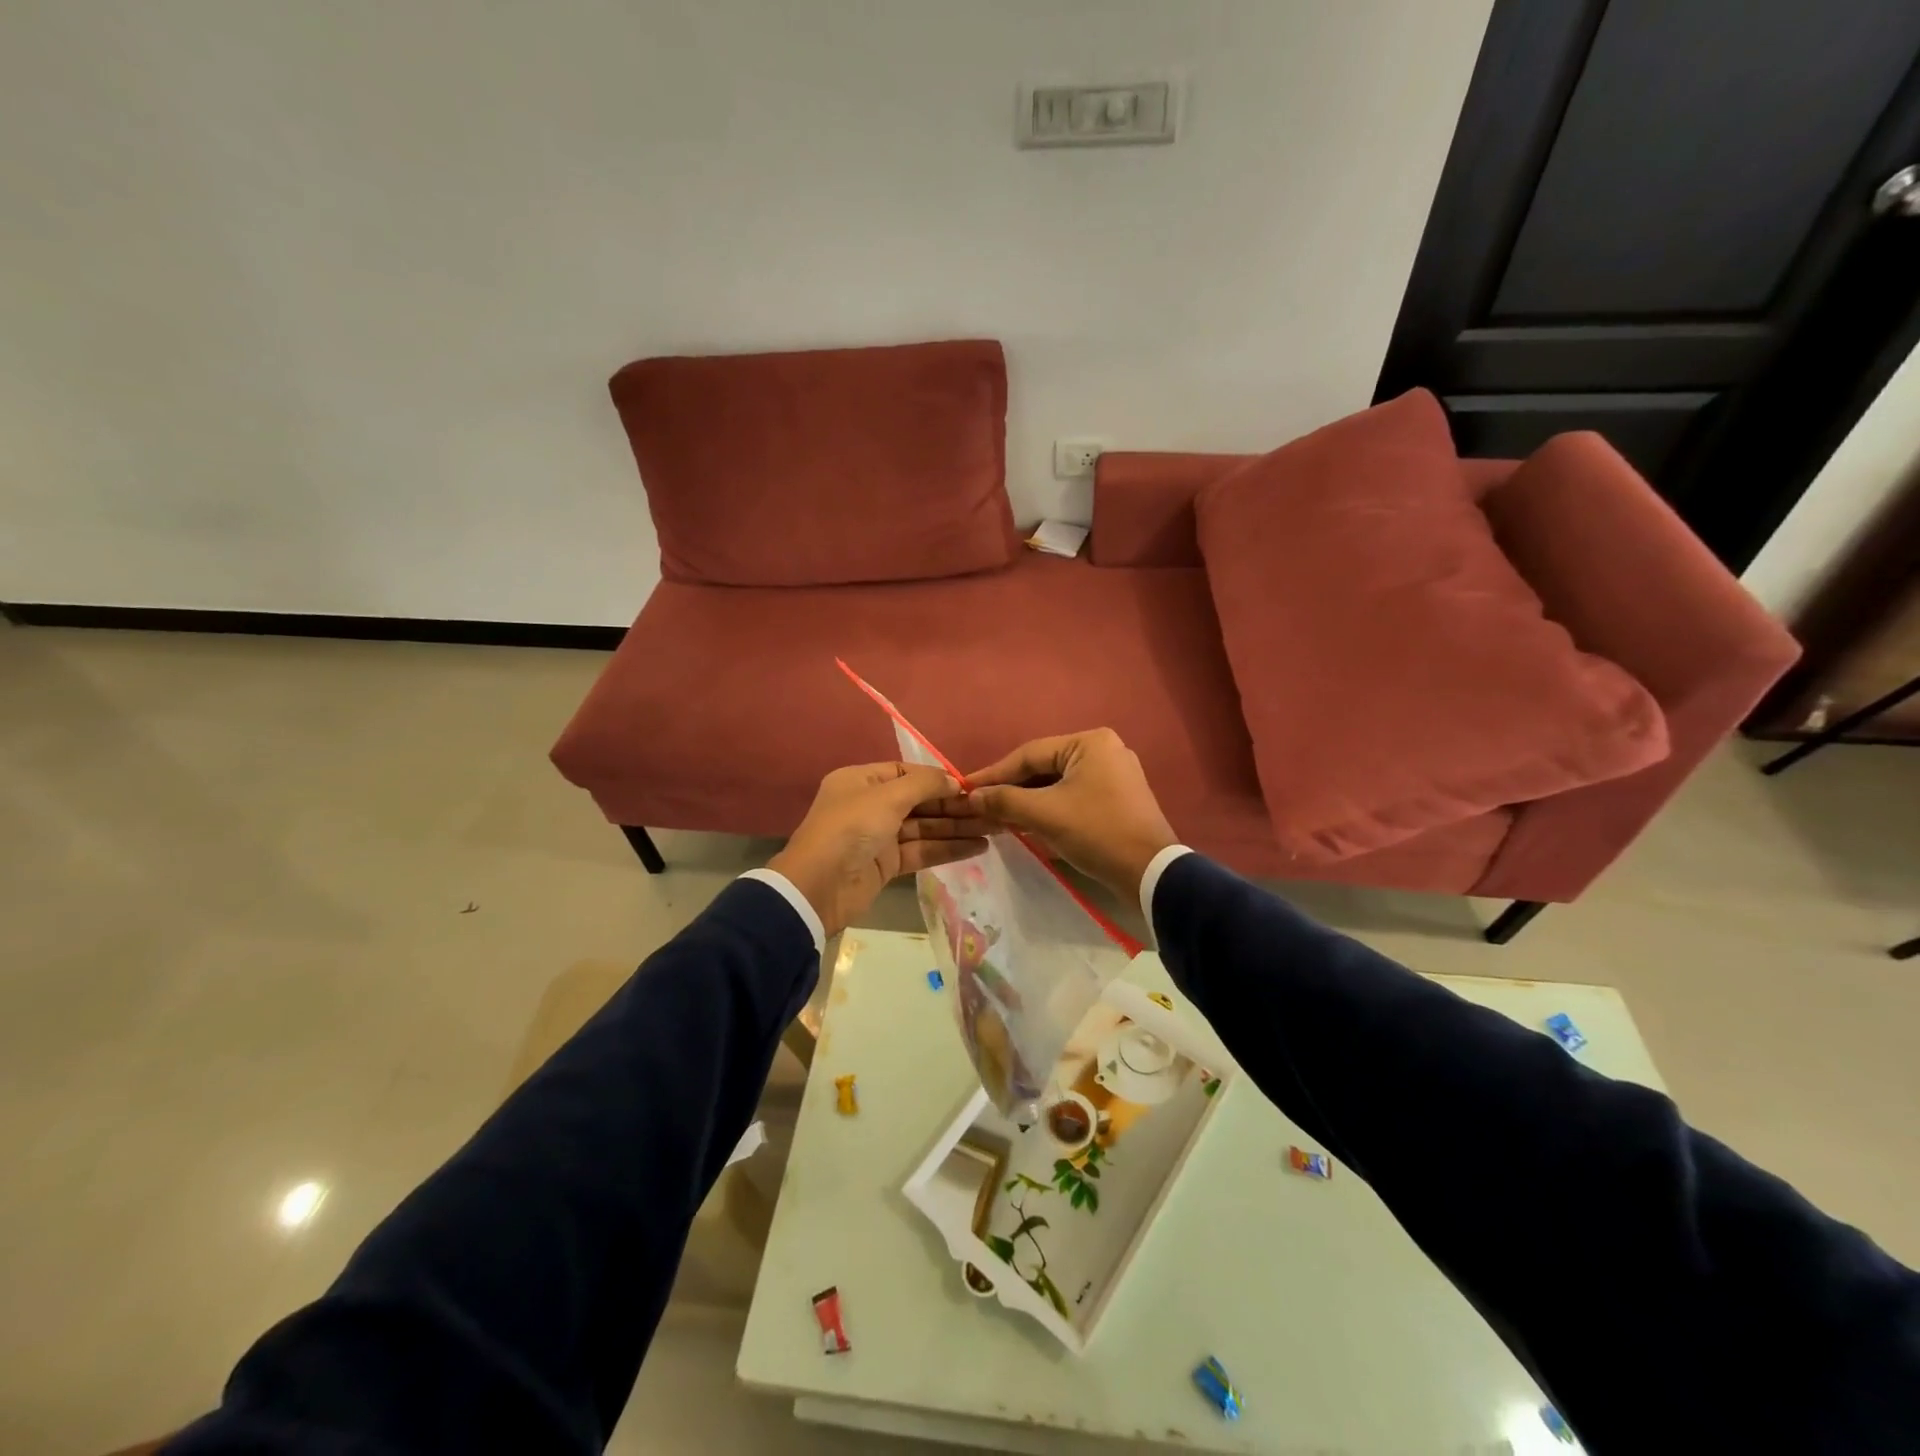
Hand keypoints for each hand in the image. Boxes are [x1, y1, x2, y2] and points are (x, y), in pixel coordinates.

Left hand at [769, 762, 988, 938]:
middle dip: (955, 805)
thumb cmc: (849, 830)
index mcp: (861, 781)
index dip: (938, 779)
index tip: (970, 786)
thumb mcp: (886, 798)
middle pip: (920, 801)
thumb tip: (954, 781)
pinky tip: (978, 847)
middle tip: (994, 809)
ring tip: (996, 828)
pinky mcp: (887, 864)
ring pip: (925, 827)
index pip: (906, 773)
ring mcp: (879, 836)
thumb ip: (923, 785)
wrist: (817, 888)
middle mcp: (870, 805)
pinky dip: (948, 849)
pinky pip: (922, 851)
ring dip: (958, 828)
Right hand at [961, 728, 1177, 899]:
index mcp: (1089, 743)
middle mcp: (1104, 750)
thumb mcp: (1045, 814)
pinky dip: (1048, 809)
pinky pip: (1072, 796)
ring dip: (1027, 801)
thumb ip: (1004, 800)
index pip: (1029, 754)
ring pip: (1057, 784)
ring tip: (996, 817)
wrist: (1150, 874)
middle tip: (979, 805)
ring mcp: (1114, 774)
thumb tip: (971, 797)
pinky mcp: (1117, 799)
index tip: (965, 789)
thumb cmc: (1096, 833)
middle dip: (1011, 789)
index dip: (994, 774)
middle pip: (1043, 768)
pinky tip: (1025, 823)